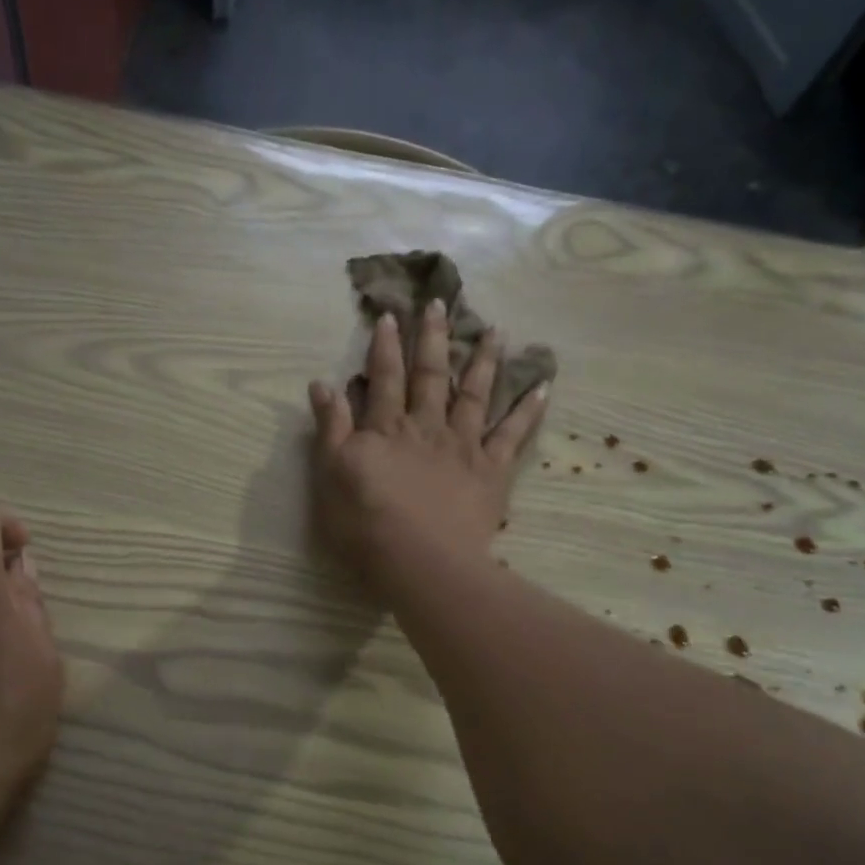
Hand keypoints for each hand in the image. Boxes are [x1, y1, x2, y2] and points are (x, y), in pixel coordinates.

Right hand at [308, 303, 545, 587]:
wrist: (420, 561)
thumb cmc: (366, 523)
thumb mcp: (332, 474)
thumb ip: (331, 428)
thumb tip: (322, 383)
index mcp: (387, 428)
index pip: (384, 377)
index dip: (386, 346)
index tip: (392, 315)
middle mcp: (427, 427)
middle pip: (430, 375)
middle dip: (434, 338)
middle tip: (442, 303)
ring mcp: (464, 446)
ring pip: (474, 394)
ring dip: (484, 360)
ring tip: (495, 330)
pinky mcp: (491, 472)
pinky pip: (513, 435)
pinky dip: (528, 410)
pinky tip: (543, 386)